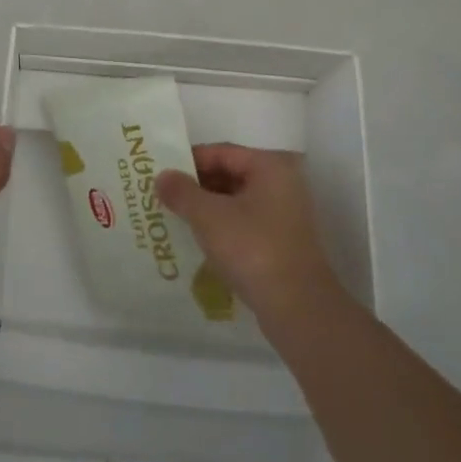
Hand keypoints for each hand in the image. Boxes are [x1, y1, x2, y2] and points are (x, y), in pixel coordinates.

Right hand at [156, 144, 339, 325]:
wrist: (298, 309)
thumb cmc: (252, 249)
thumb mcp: (208, 216)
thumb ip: (181, 191)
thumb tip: (162, 176)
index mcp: (270, 167)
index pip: (221, 152)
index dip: (189, 160)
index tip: (161, 174)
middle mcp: (281, 185)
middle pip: (230, 174)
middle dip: (196, 185)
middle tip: (163, 196)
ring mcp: (284, 216)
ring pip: (235, 201)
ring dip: (206, 207)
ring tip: (174, 217)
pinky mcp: (281, 243)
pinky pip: (243, 224)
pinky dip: (220, 227)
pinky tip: (197, 240)